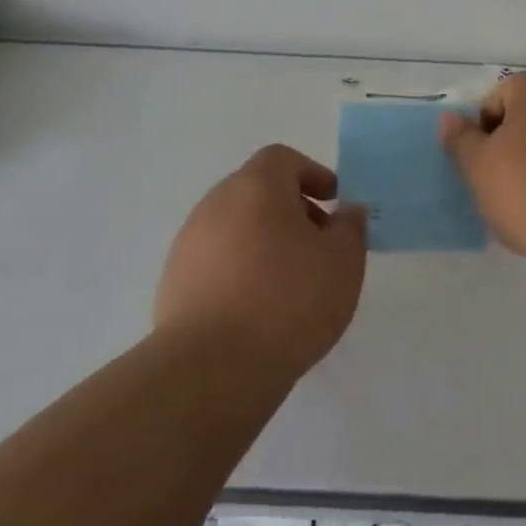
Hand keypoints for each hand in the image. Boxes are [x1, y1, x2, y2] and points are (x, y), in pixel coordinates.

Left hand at [154, 144, 367, 381]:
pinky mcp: (174, 280)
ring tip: (291, 282)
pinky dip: (240, 269)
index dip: (312, 174)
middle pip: (257, 191)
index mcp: (256, 187)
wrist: (212, 367)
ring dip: (265, 241)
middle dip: (291, 210)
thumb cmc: (289, 301)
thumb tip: (347, 211)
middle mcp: (216, 204)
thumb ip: (351, 228)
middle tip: (318, 245)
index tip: (334, 203)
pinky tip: (258, 308)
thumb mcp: (343, 262)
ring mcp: (189, 242)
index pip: (282, 159)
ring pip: (236, 226)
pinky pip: (216, 260)